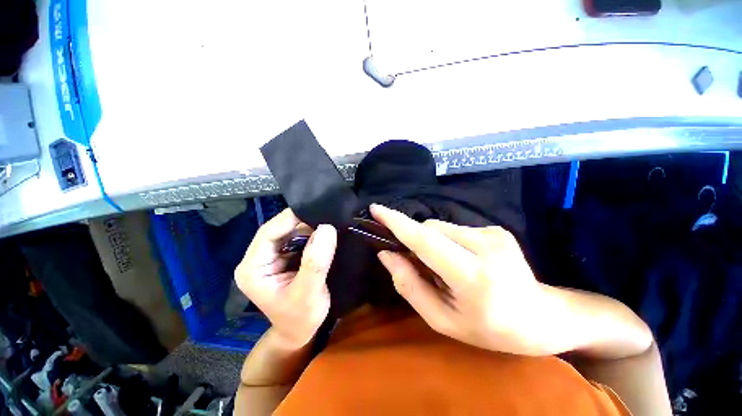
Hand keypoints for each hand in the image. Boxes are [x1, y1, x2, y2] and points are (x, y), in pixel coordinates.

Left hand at [235, 209, 336, 348]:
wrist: (300, 332)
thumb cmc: (301, 318)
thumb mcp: (309, 292)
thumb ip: (316, 262)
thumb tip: (326, 228)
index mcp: (252, 268)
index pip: (268, 233)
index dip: (291, 219)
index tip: (317, 210)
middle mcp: (257, 259)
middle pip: (278, 230)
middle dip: (302, 222)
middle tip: (326, 215)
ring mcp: (269, 258)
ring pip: (288, 232)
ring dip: (308, 227)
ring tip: (327, 223)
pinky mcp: (282, 258)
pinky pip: (296, 239)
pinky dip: (310, 234)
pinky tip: (323, 233)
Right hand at [371, 204, 557, 355]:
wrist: (541, 317)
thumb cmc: (489, 328)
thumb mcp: (442, 319)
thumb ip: (409, 285)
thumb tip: (386, 254)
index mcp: (473, 277)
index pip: (425, 240)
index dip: (397, 223)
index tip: (376, 209)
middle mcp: (485, 246)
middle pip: (430, 229)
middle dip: (415, 241)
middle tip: (420, 264)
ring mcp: (494, 233)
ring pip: (441, 227)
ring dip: (433, 243)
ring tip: (447, 266)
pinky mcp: (497, 228)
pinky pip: (456, 229)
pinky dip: (448, 241)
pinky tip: (463, 260)